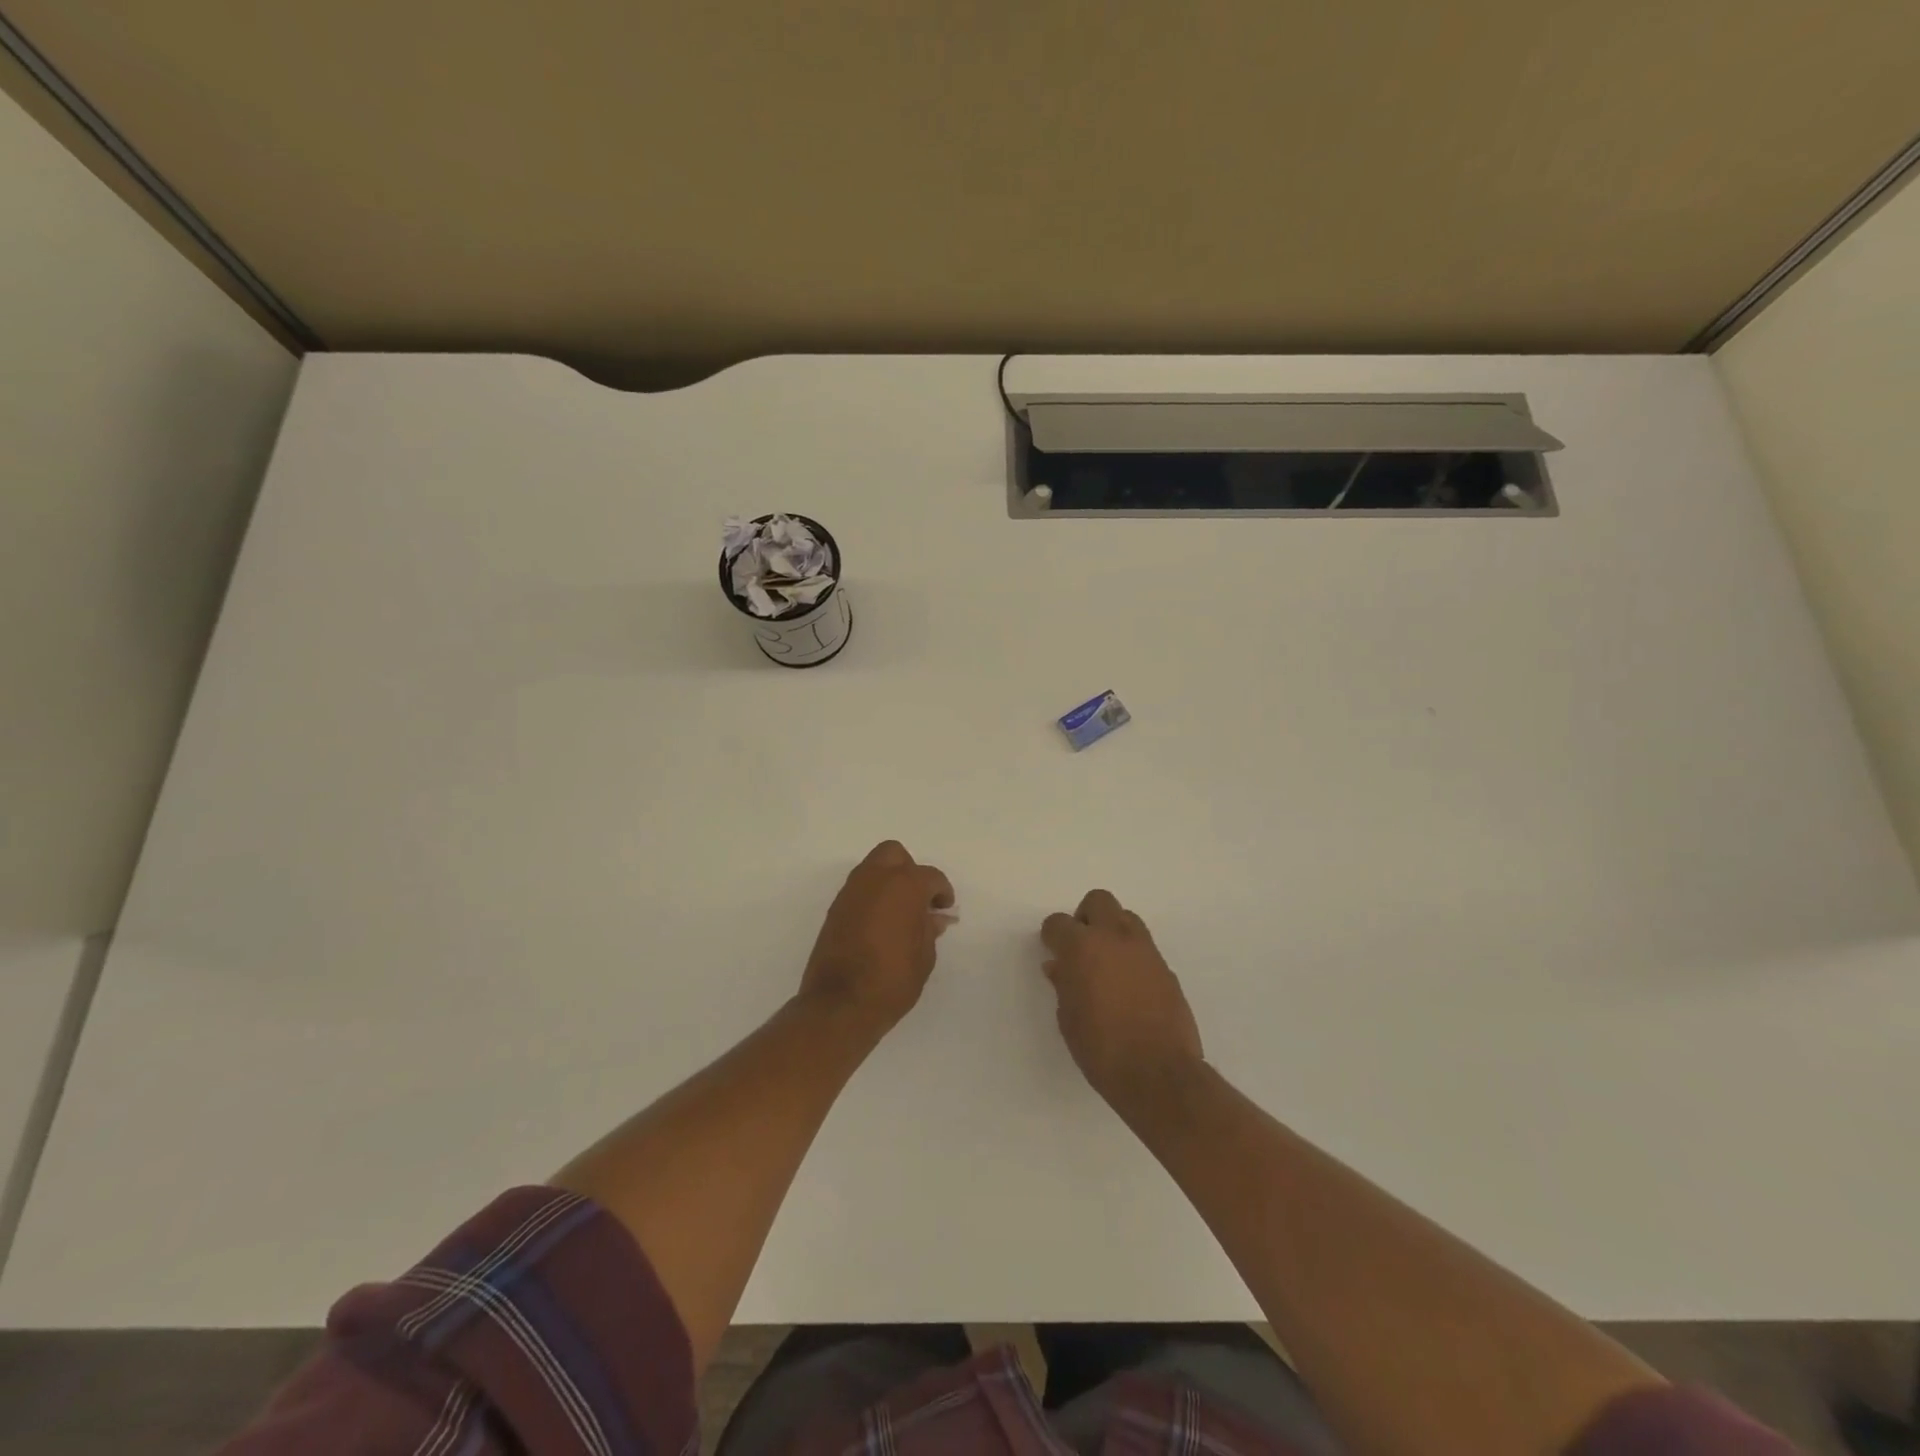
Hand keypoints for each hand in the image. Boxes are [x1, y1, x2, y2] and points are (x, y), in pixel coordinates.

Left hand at [801, 841, 955, 1034]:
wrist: (840, 1004)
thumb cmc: (892, 980)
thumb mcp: (924, 957)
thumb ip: (929, 929)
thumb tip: (934, 917)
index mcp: (905, 885)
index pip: (931, 877)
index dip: (942, 892)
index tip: (944, 909)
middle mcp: (875, 879)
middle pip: (895, 855)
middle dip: (909, 871)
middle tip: (919, 899)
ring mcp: (851, 892)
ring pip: (873, 868)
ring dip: (888, 881)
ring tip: (899, 912)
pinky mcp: (835, 908)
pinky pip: (858, 889)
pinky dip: (871, 896)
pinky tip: (880, 923)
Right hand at [1041, 890, 1203, 1108]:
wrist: (1159, 1074)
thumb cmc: (1101, 1049)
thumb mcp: (1068, 1019)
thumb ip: (1064, 985)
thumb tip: (1059, 967)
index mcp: (1083, 947)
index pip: (1058, 922)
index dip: (1052, 936)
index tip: (1052, 951)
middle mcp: (1115, 938)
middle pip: (1098, 901)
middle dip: (1085, 917)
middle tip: (1081, 947)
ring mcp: (1145, 951)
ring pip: (1126, 918)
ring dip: (1113, 931)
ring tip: (1107, 964)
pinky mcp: (1167, 969)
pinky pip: (1145, 948)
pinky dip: (1133, 956)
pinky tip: (1129, 987)